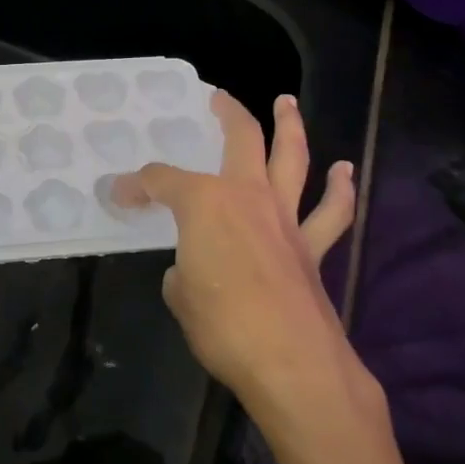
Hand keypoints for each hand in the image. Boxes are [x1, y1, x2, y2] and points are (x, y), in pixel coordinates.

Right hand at [114, 91, 355, 410]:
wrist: (293, 364)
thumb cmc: (224, 326)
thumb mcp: (180, 297)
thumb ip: (183, 273)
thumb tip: (191, 271)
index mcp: (204, 203)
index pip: (160, 181)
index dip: (137, 186)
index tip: (121, 195)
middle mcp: (247, 196)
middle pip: (241, 139)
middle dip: (228, 114)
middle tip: (218, 98)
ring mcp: (285, 218)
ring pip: (292, 158)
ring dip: (290, 126)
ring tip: (286, 102)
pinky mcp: (313, 247)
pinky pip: (331, 212)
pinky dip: (339, 190)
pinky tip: (343, 172)